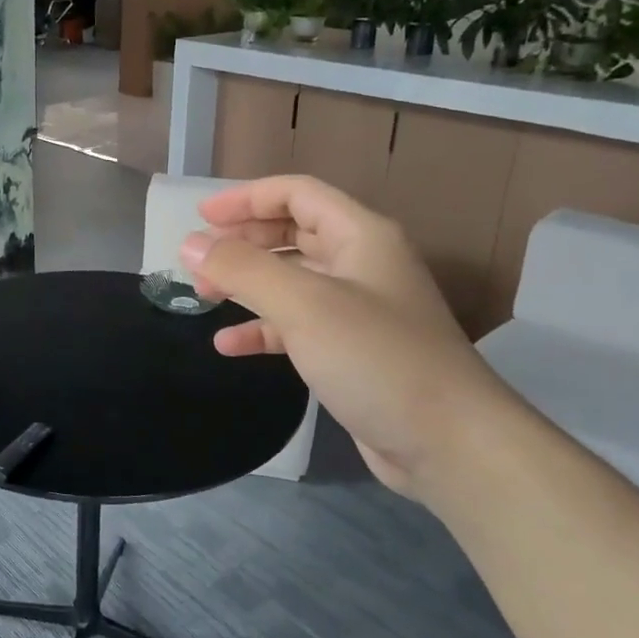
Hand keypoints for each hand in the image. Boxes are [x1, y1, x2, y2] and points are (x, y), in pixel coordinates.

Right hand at [180, 175, 523, 497]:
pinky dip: (262, 328)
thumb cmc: (376, 358)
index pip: (297, 194)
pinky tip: (230, 345)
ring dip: (248, 284)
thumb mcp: (303, 305)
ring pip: (291, 280)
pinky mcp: (351, 351)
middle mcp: (361, 263)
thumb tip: (190, 245)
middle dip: (243, 242)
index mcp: (361, 235)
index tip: (201, 219)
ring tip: (204, 297)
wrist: (449, 443)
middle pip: (293, 233)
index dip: (247, 198)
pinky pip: (297, 325)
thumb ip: (243, 269)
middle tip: (199, 261)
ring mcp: (358, 309)